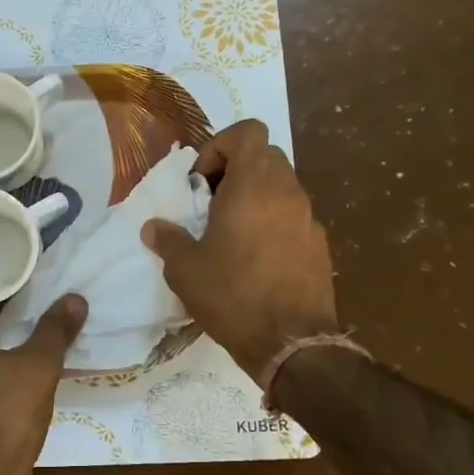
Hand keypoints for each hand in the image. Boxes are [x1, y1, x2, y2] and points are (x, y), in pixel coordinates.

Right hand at [142, 120, 337, 384]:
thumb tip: (154, 228)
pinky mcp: (319, 245)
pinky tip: (254, 258)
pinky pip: (293, 216)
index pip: (248, 131)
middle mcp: (287, 192)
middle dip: (235, 170)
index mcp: (253, 185)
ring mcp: (309, 218)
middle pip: (264, 156)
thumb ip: (168, 240)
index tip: (201, 181)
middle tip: (211, 204)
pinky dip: (272, 222)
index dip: (220, 145)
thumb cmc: (233, 295)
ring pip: (281, 186)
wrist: (292, 343)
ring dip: (254, 197)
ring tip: (230, 233)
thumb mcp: (185, 269)